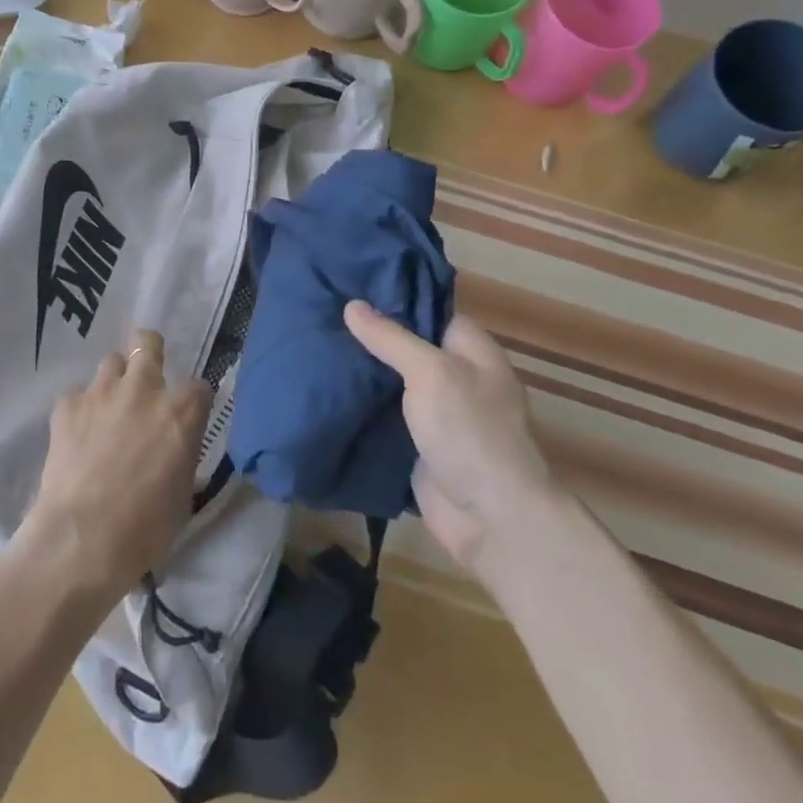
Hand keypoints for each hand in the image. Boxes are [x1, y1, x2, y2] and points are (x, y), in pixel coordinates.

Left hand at [20, 330, 210, 601]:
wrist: (83, 538)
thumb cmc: (145, 528)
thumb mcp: (183, 494)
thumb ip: (182, 456)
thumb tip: (175, 449)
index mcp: (182, 412)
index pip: (198, 387)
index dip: (192, 402)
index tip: (185, 418)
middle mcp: (144, 389)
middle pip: (147, 343)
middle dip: (148, 353)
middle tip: (145, 381)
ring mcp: (102, 392)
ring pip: (111, 363)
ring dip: (114, 382)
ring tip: (108, 410)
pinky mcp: (67, 405)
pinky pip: (77, 395)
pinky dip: (80, 410)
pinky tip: (77, 435)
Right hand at [344, 301, 554, 574]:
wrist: (491, 518)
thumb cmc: (470, 431)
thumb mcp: (431, 372)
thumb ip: (391, 338)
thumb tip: (352, 305)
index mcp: (470, 350)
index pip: (428, 310)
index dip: (392, 297)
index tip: (348, 284)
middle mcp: (454, 377)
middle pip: (406, 347)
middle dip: (368, 335)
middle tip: (320, 313)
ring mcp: (435, 414)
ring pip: (390, 383)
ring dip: (360, 372)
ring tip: (311, 344)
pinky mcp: (415, 445)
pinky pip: (382, 417)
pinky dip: (358, 408)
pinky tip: (322, 390)